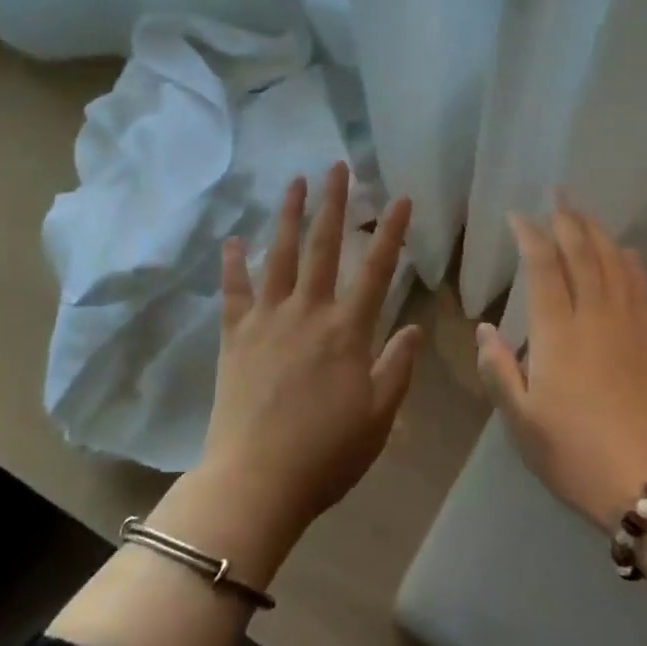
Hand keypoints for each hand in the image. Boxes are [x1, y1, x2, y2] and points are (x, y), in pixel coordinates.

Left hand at [200, 162, 422, 539]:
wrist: (257, 479)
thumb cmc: (327, 454)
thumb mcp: (378, 417)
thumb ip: (397, 368)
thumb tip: (414, 327)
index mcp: (348, 332)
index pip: (377, 270)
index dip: (392, 232)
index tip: (401, 197)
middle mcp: (308, 313)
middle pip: (323, 247)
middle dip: (333, 203)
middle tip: (336, 166)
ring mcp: (266, 320)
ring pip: (278, 256)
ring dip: (287, 215)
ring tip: (293, 181)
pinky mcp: (234, 336)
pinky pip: (233, 291)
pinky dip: (232, 264)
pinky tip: (231, 240)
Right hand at [475, 197, 646, 531]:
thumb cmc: (575, 454)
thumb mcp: (521, 421)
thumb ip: (499, 369)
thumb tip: (483, 329)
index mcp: (558, 334)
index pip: (542, 268)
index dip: (530, 235)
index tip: (517, 214)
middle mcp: (596, 317)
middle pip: (583, 254)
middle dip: (568, 219)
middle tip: (557, 192)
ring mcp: (631, 327)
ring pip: (614, 264)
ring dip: (598, 232)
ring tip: (584, 212)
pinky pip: (642, 287)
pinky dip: (630, 262)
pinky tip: (626, 252)